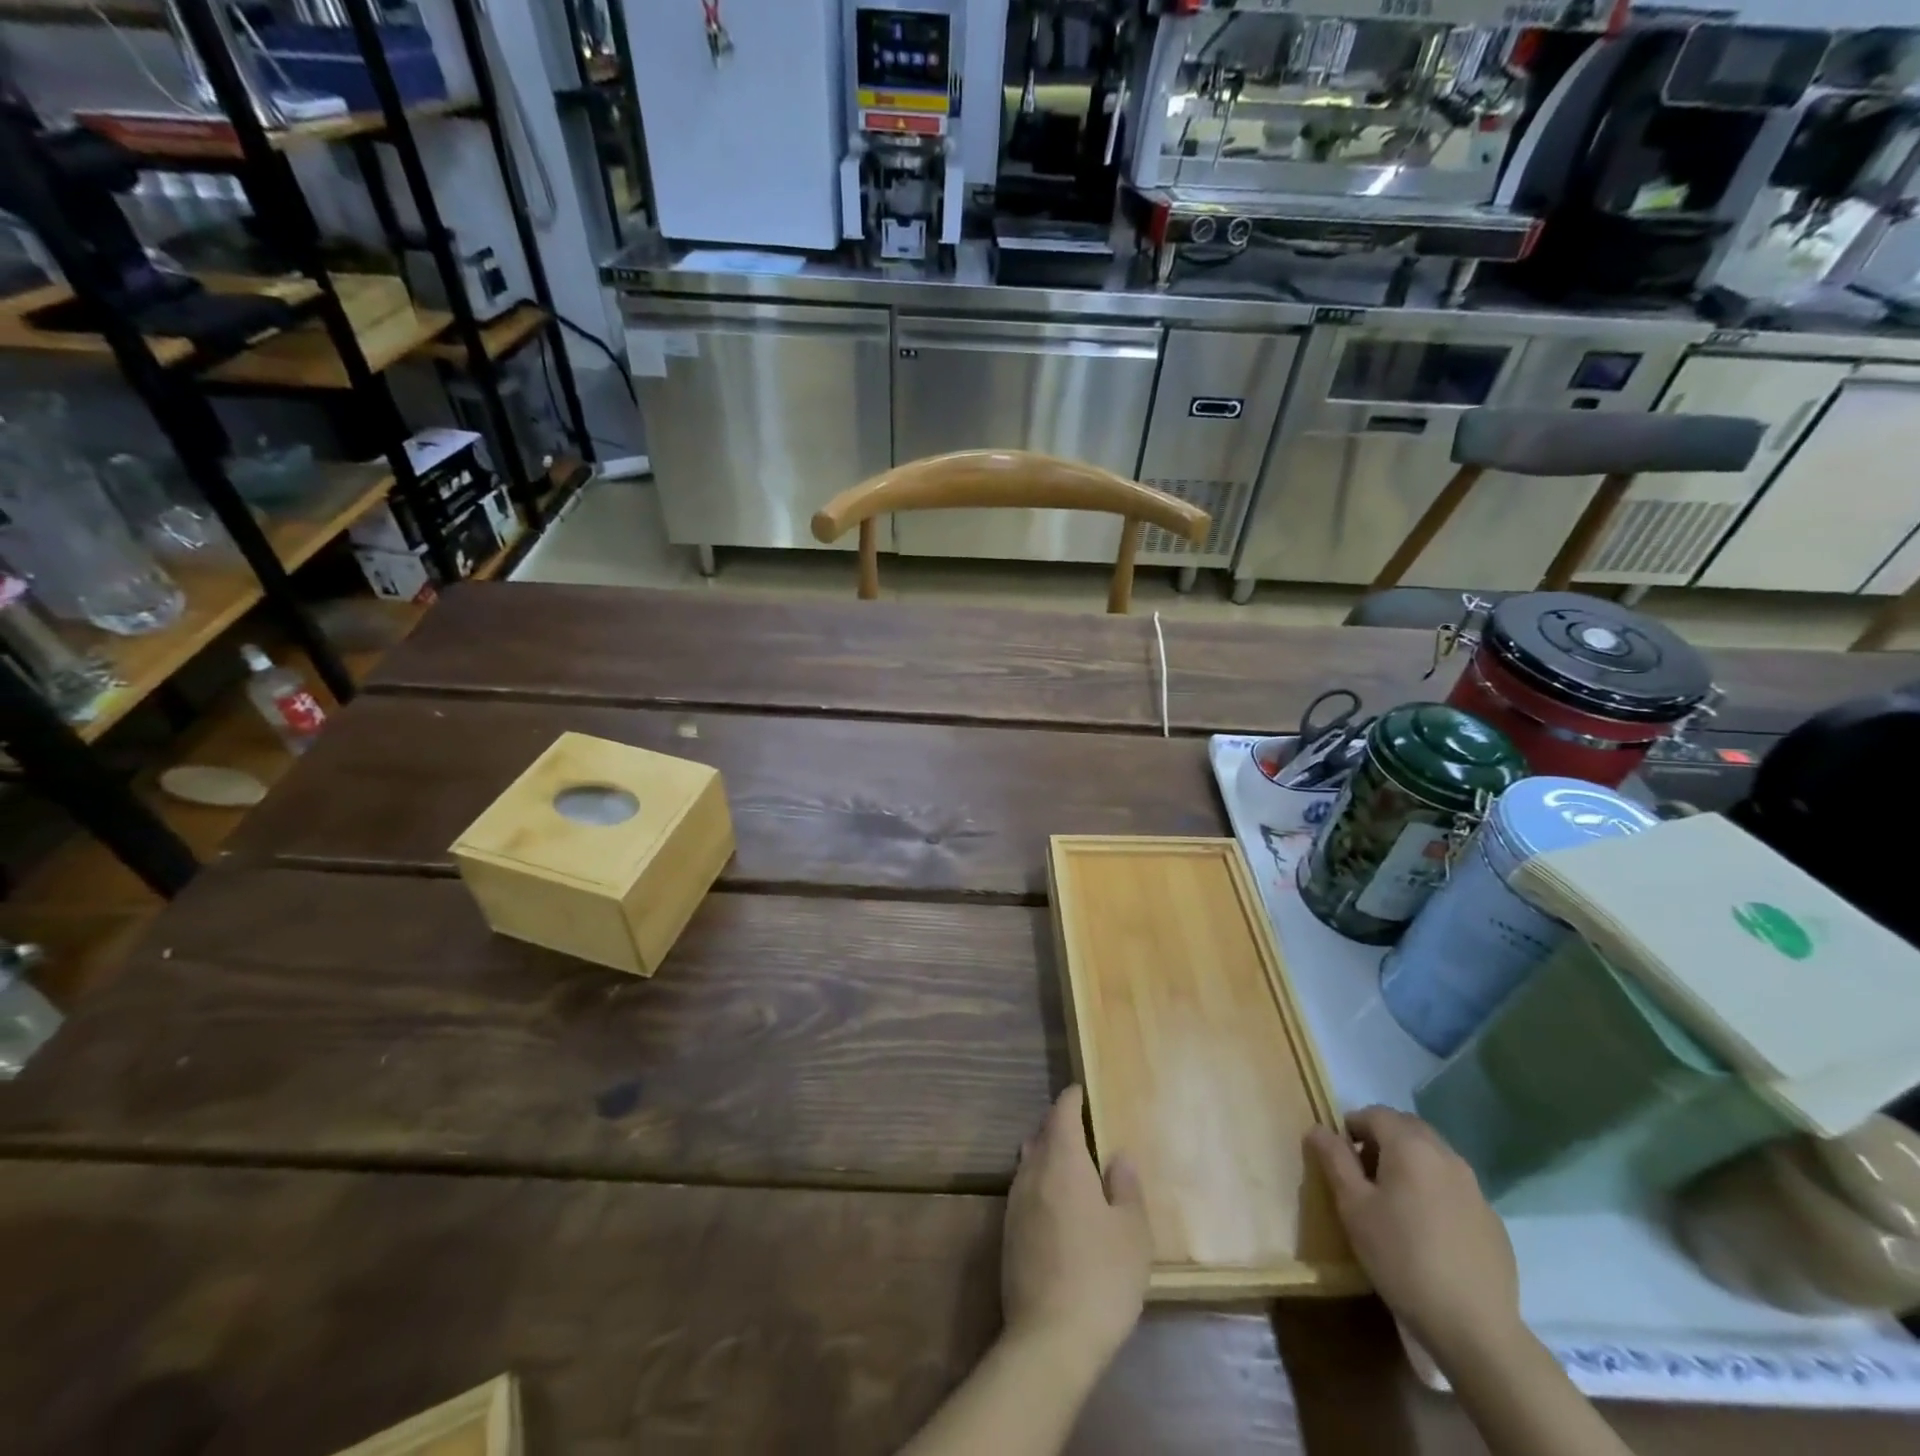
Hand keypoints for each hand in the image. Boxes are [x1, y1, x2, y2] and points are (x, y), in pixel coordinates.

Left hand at [1002, 1086, 1151, 1368]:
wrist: (1049, 1338)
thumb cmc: (1101, 1277)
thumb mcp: (1132, 1232)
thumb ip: (1125, 1188)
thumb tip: (1118, 1157)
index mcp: (1062, 1162)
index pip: (1061, 1114)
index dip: (1071, 1099)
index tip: (1080, 1091)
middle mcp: (1032, 1174)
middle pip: (1041, 1135)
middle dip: (1057, 1125)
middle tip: (1079, 1126)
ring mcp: (1015, 1204)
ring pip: (1028, 1163)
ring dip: (1045, 1154)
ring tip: (1067, 1162)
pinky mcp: (1008, 1234)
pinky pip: (1024, 1190)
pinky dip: (1039, 1182)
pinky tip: (1054, 1204)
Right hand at [1307, 1106, 1521, 1364]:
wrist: (1474, 1328)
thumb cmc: (1401, 1258)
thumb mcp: (1353, 1206)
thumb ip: (1334, 1159)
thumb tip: (1319, 1128)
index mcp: (1411, 1146)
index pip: (1374, 1113)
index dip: (1351, 1126)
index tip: (1340, 1157)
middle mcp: (1447, 1156)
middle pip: (1407, 1128)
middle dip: (1382, 1139)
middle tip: (1364, 1175)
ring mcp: (1475, 1189)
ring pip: (1433, 1156)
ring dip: (1410, 1163)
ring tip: (1395, 1202)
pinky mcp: (1492, 1221)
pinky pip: (1455, 1188)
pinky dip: (1434, 1191)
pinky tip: (1428, 1231)